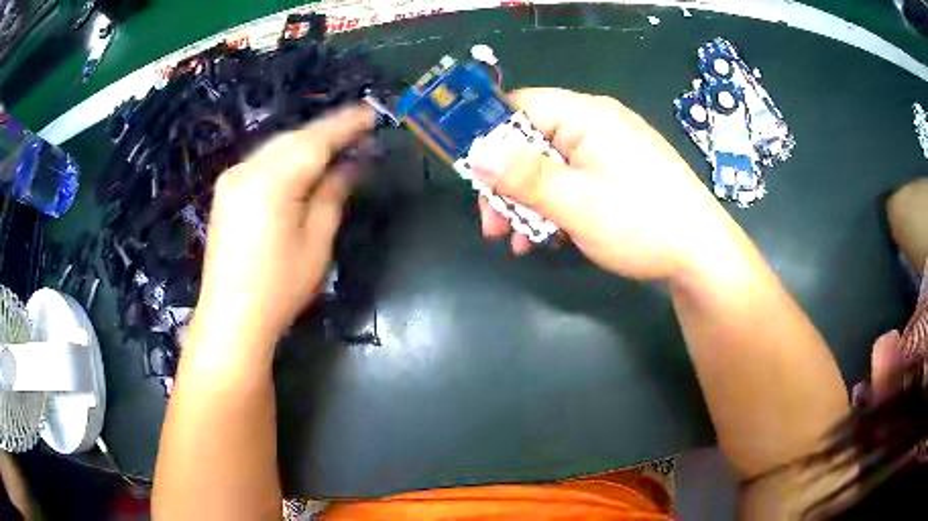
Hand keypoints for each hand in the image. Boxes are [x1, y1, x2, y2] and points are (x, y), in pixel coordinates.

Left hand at [193, 106, 374, 343]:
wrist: (230, 318)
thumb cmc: (279, 286)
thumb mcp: (316, 241)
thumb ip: (332, 194)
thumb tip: (351, 164)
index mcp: (273, 178)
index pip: (317, 139)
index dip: (347, 125)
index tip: (373, 113)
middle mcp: (249, 168)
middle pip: (295, 138)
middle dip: (327, 132)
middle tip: (359, 132)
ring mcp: (233, 178)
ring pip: (277, 147)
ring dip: (307, 143)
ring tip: (335, 147)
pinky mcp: (226, 192)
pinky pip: (262, 161)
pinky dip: (286, 157)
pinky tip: (300, 166)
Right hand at [473, 88, 732, 280]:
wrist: (702, 257)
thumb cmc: (643, 223)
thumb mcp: (577, 202)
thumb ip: (524, 176)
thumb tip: (475, 152)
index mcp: (586, 116)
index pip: (521, 106)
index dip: (488, 135)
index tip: (470, 174)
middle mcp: (595, 125)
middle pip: (532, 141)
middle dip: (506, 183)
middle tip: (490, 224)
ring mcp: (607, 152)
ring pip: (549, 168)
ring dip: (526, 202)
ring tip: (513, 240)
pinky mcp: (615, 176)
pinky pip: (572, 183)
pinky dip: (553, 208)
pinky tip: (542, 239)